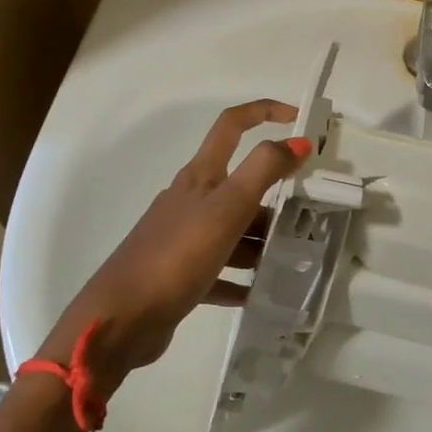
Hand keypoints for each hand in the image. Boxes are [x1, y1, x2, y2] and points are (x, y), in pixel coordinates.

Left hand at [40, 100, 309, 399]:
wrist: (120, 319)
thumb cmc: (176, 255)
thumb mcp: (226, 208)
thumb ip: (264, 171)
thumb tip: (299, 142)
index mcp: (200, 177)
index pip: (232, 126)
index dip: (264, 112)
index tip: (298, 118)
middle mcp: (191, 200)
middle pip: (240, 185)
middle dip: (275, 195)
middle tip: (311, 214)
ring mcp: (184, 238)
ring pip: (234, 229)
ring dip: (262, 241)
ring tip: (294, 259)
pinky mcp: (181, 274)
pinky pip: (222, 270)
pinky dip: (242, 277)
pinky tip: (261, 292)